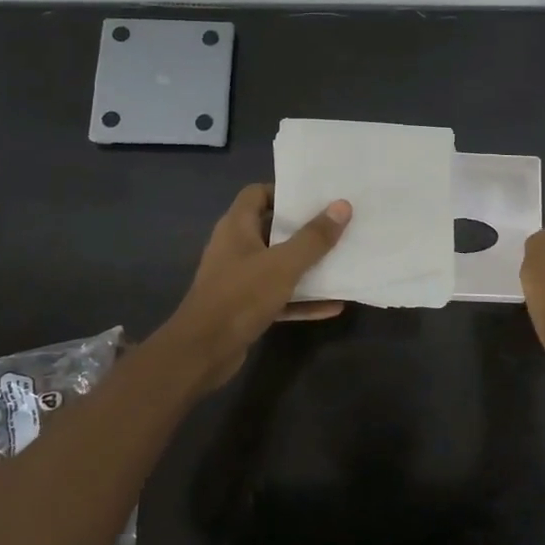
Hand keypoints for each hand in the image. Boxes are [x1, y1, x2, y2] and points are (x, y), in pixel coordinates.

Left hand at [156, 184, 352, 391]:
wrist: (202, 352)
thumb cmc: (241, 296)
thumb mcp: (283, 264)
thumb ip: (314, 237)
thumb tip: (342, 205)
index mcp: (236, 227)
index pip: (257, 194)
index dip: (284, 192)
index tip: (316, 198)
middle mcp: (236, 248)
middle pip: (272, 228)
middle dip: (304, 229)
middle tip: (338, 226)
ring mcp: (240, 279)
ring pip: (278, 265)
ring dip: (307, 266)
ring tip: (342, 261)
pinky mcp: (245, 308)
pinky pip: (280, 296)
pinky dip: (303, 299)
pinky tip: (334, 306)